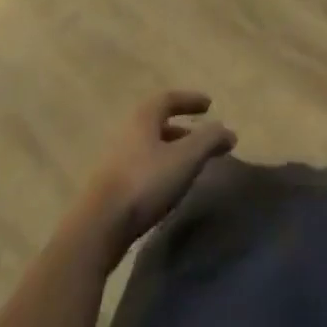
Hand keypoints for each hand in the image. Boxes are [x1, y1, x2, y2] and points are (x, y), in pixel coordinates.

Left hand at [78, 91, 235, 260]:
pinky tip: (168, 186)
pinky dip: (159, 167)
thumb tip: (228, 131)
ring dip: (170, 150)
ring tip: (189, 165)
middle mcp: (127, 131)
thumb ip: (209, 140)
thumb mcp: (186, 158)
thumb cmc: (145, 182)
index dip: (190, 100)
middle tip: (201, 137)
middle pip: (157, 122)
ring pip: (149, 146)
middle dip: (181, 128)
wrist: (98, 227)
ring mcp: (115, 159)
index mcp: (143, 117)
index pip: (169, 98)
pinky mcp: (110, 185)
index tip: (209, 104)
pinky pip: (141, 166)